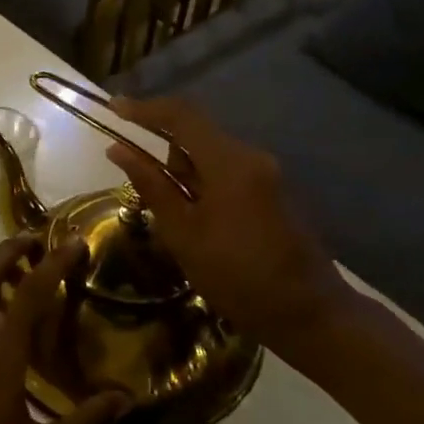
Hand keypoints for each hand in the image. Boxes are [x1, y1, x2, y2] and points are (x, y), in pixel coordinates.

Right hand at [105, 95, 352, 355]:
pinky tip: (200, 225)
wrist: (310, 315)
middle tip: (145, 195)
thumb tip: (117, 149)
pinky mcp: (274, 192)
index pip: (181, 115)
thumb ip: (151, 185)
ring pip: (211, 156)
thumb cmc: (238, 277)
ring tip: (176, 223)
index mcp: (229, 162)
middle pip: (196, 134)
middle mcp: (252, 157)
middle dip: (164, 155)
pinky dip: (204, 187)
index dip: (144, 108)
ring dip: (184, 175)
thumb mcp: (183, 234)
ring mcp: (267, 174)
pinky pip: (228, 173)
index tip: (113, 109)